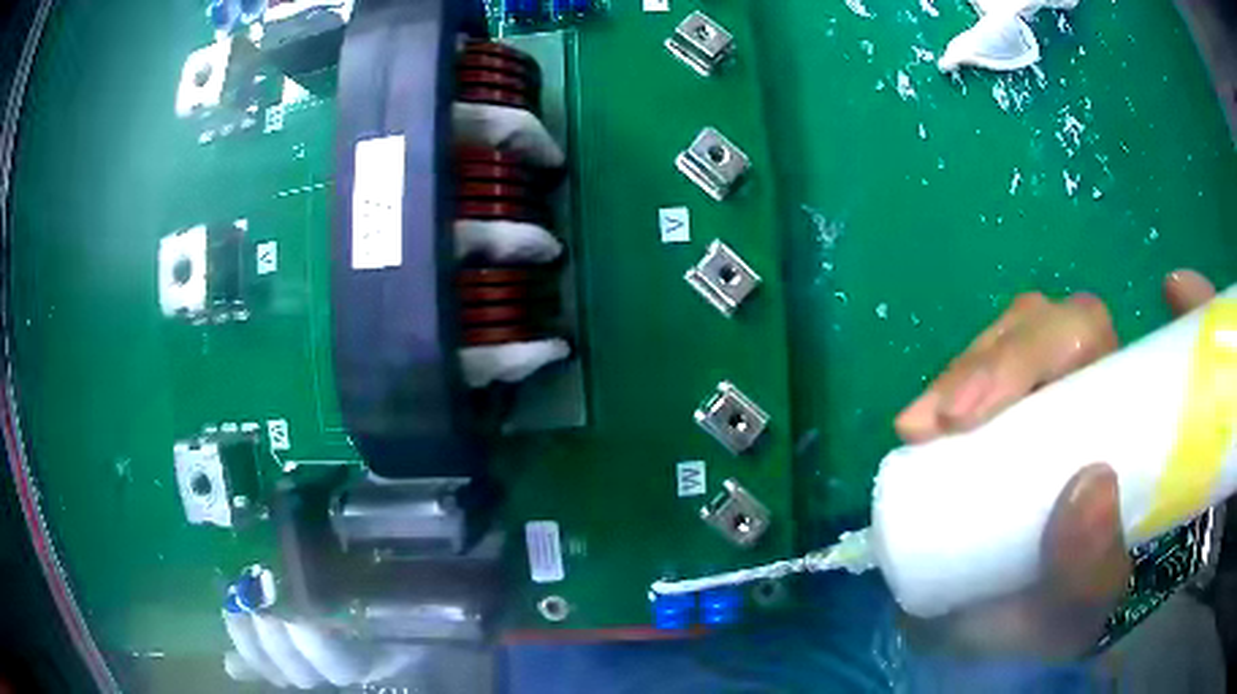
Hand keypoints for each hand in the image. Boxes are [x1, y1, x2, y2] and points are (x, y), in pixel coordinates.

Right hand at [892, 270, 1215, 659]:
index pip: (1091, 339)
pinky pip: (968, 384)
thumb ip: (1093, 568)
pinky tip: (917, 429)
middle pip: (1042, 327)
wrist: (1009, 632)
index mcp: (1117, 416)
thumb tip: (1091, 485)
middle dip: (993, 358)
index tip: (989, 403)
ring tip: (918, 428)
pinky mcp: (991, 424)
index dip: (1047, 339)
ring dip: (960, 374)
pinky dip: (941, 395)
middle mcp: (1081, 390)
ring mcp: (1034, 401)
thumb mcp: (1082, 605)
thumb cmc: (1058, 614)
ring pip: (1002, 343)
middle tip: (941, 421)